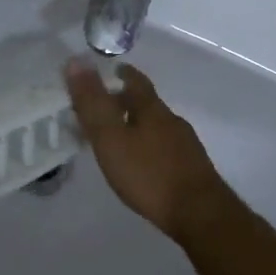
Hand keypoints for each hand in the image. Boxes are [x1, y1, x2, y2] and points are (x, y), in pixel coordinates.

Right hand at [64, 59, 238, 242]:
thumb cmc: (149, 174)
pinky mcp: (192, 169)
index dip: (123, 74)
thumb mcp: (111, 138)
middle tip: (106, 106)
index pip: (136, 81)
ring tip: (120, 137)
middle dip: (127, 102)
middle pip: (147, 104)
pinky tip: (143, 164)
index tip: (112, 70)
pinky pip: (166, 148)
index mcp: (152, 110)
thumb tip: (75, 61)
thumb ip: (92, 103)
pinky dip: (150, 147)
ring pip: (158, 127)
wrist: (200, 214)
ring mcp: (186, 146)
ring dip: (138, 126)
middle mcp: (172, 121)